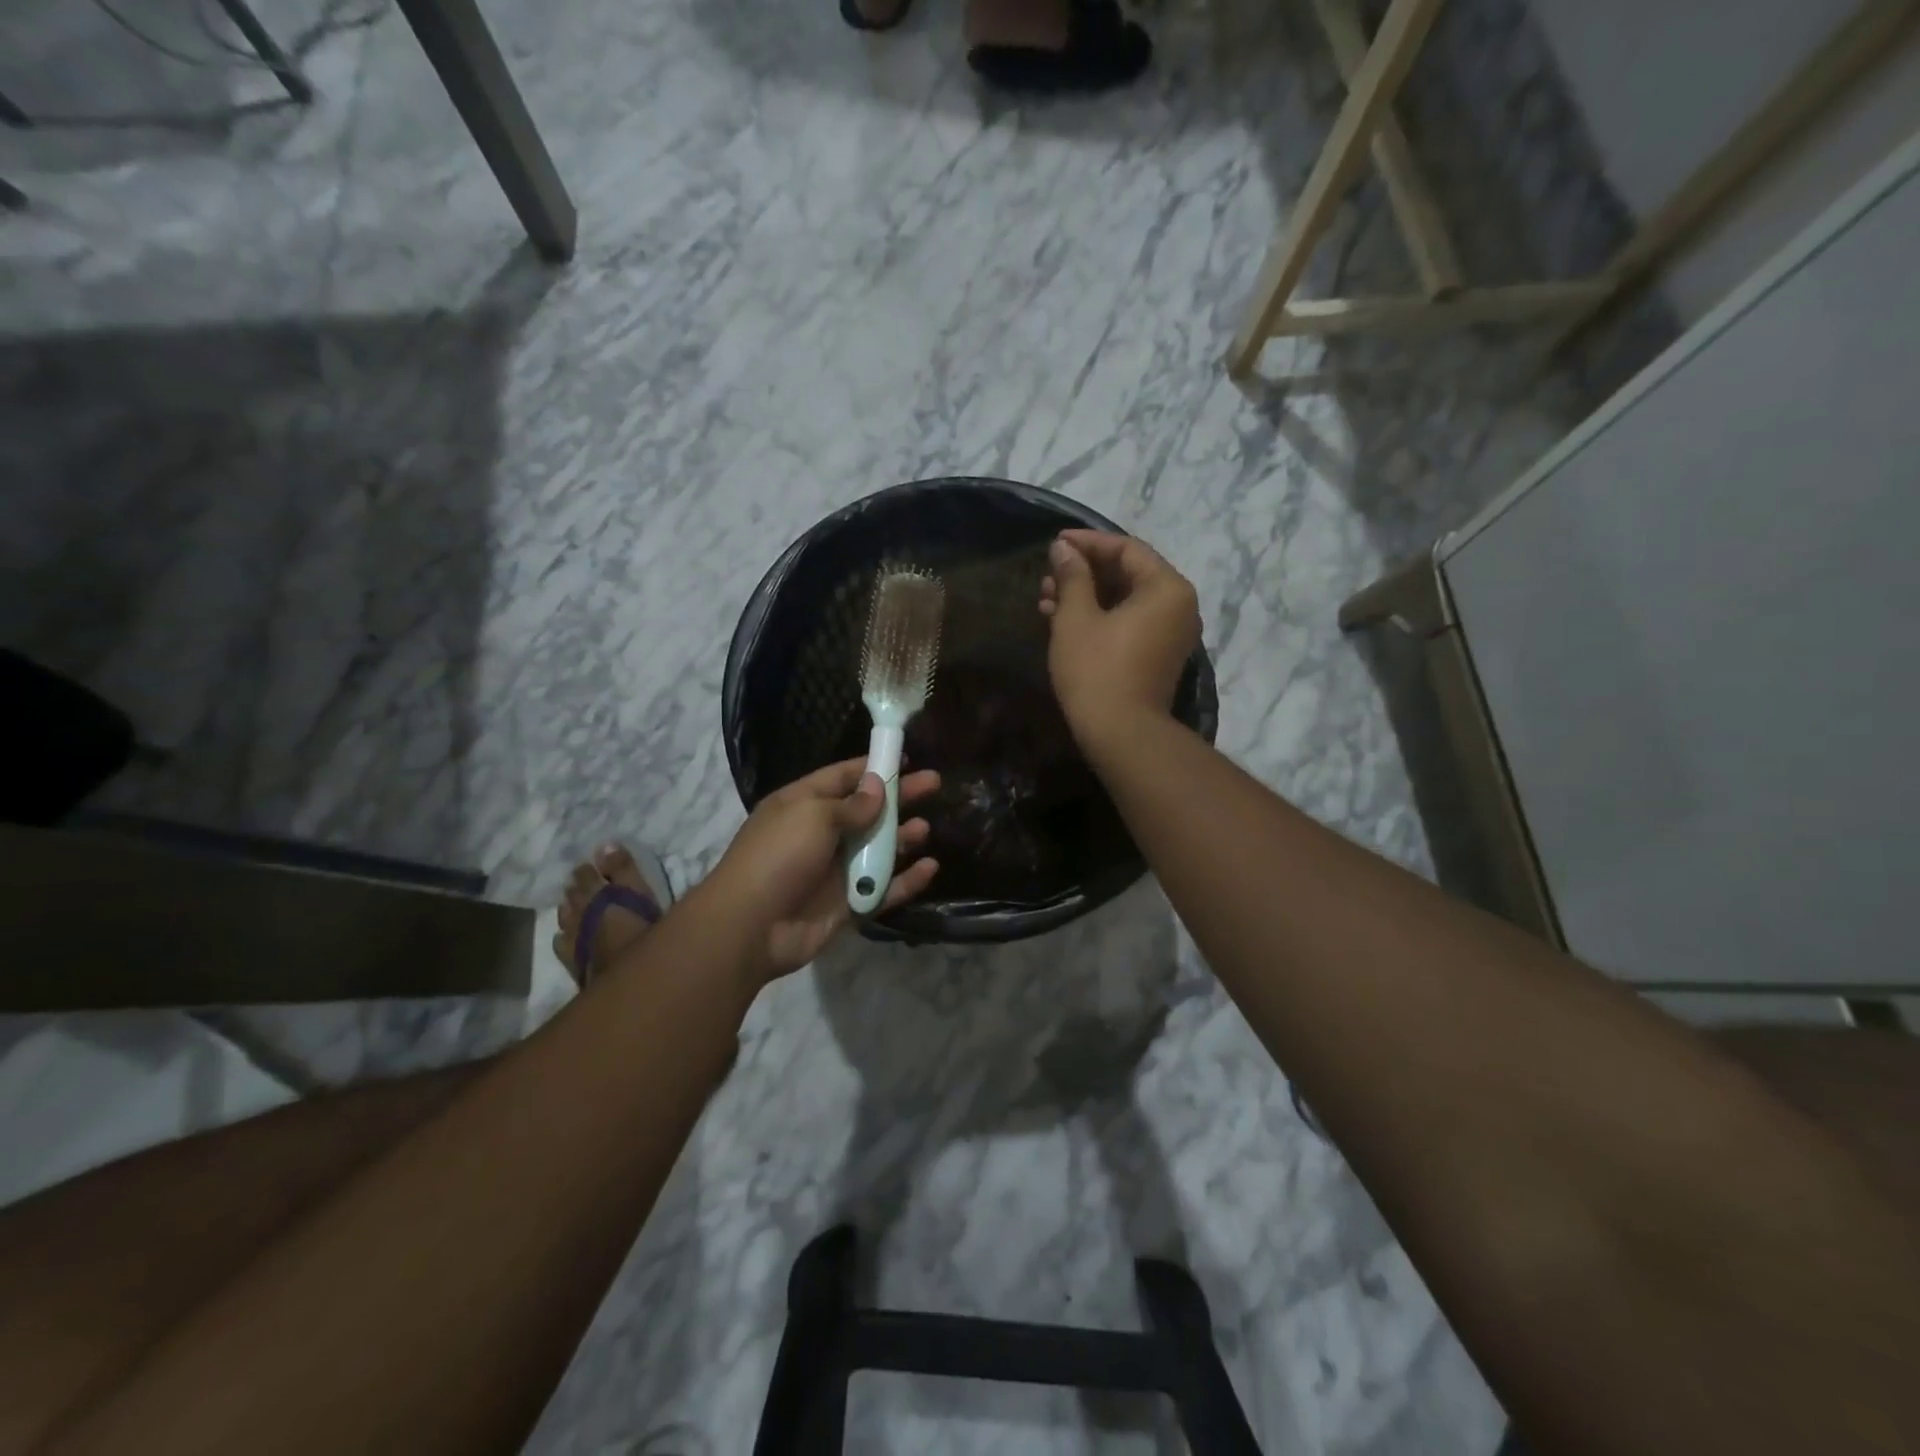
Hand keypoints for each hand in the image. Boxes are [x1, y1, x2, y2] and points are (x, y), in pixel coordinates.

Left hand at [709, 756, 940, 979]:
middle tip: (934, 784)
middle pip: (867, 811)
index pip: (842, 777)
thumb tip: (877, 787)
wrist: (751, 926)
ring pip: (877, 850)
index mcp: (802, 805)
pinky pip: (883, 889)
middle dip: (899, 797)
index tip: (904, 758)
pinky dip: (906, 880)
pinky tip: (929, 868)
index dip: (872, 767)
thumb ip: (852, 804)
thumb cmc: (779, 856)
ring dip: (902, 838)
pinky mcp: (847, 904)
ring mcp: (834, 871)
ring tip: (926, 829)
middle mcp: (819, 834)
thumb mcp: (813, 816)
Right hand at [1039, 529, 1200, 740]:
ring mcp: (1170, 633)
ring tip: (1045, 599)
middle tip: (1047, 575)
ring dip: (1085, 596)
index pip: (1126, 549)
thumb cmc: (1097, 670)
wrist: (1120, 734)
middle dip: (1083, 572)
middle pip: (1128, 574)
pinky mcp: (1157, 655)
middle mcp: (1177, 605)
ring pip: (1124, 600)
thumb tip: (1063, 549)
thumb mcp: (1076, 617)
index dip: (1087, 543)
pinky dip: (1098, 617)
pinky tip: (1060, 620)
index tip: (1055, 543)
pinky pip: (1128, 623)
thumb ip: (1072, 576)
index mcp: (1166, 588)